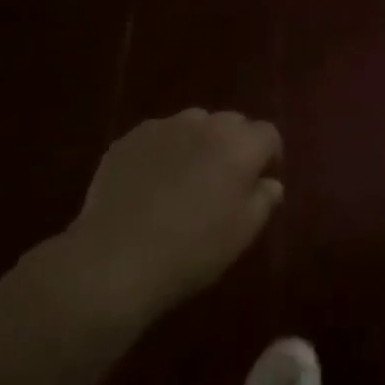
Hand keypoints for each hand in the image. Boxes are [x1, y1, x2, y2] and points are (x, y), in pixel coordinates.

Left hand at [37, 110, 283, 328]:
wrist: (114, 261)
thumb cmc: (190, 252)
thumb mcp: (242, 234)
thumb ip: (264, 200)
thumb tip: (270, 182)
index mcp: (240, 145)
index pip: (268, 135)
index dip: (268, 157)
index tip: (260, 183)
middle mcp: (206, 124)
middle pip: (232, 124)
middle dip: (234, 146)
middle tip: (222, 182)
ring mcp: (165, 126)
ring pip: (194, 125)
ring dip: (198, 144)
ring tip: (184, 179)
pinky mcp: (130, 138)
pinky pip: (158, 136)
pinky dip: (163, 152)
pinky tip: (150, 184)